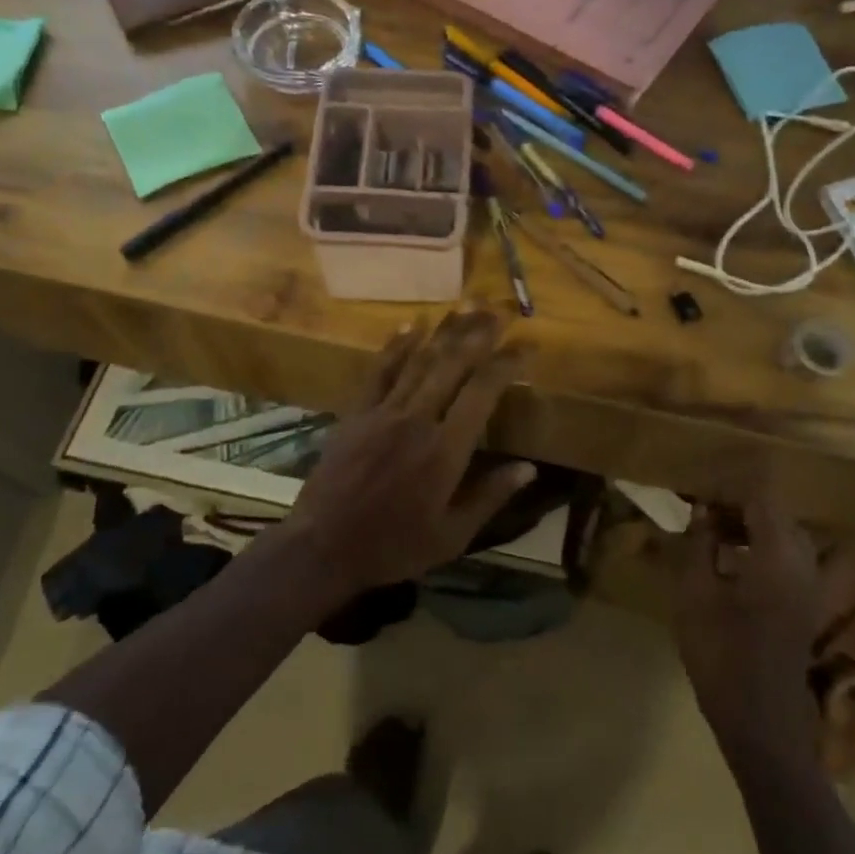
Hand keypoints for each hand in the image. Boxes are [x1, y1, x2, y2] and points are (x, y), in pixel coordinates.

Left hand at [285, 310, 535, 596]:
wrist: (324, 547)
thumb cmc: (394, 546)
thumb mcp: (452, 535)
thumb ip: (490, 497)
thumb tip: (530, 468)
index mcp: (445, 450)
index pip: (482, 393)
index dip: (507, 364)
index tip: (527, 345)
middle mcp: (417, 420)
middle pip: (452, 365)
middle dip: (479, 335)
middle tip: (499, 311)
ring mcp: (383, 412)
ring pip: (419, 361)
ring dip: (445, 331)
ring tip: (466, 306)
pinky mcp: (356, 413)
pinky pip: (379, 371)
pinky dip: (396, 346)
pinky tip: (411, 324)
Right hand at [673, 496, 822, 760]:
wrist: (763, 724)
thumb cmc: (722, 656)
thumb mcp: (695, 596)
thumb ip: (698, 546)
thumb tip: (701, 511)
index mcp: (778, 555)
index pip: (759, 497)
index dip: (726, 489)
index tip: (695, 493)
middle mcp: (804, 563)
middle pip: (775, 513)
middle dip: (737, 506)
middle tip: (699, 513)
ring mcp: (810, 585)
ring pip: (782, 535)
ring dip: (749, 527)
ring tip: (710, 534)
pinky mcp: (807, 604)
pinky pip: (787, 558)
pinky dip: (761, 548)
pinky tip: (729, 564)